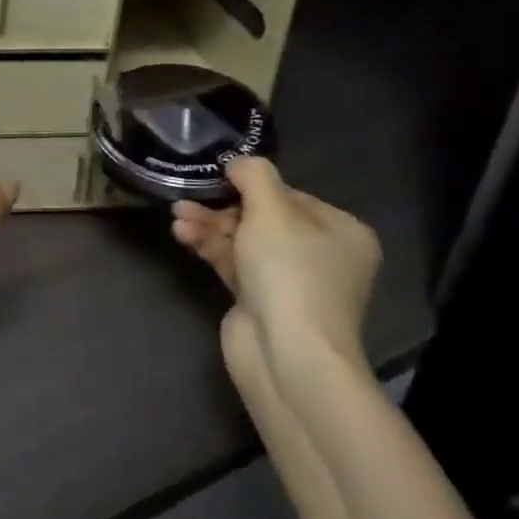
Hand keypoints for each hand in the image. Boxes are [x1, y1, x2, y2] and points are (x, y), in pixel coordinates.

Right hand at [170, 158, 379, 385]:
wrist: (288, 357)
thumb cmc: (290, 273)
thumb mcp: (272, 212)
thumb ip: (254, 176)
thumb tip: (238, 162)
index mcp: (342, 231)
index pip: (290, 195)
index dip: (250, 186)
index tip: (216, 179)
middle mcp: (322, 255)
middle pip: (263, 217)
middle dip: (221, 207)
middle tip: (186, 200)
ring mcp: (291, 281)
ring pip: (243, 240)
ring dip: (209, 226)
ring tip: (177, 217)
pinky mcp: (261, 301)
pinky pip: (233, 263)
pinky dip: (210, 248)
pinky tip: (183, 235)